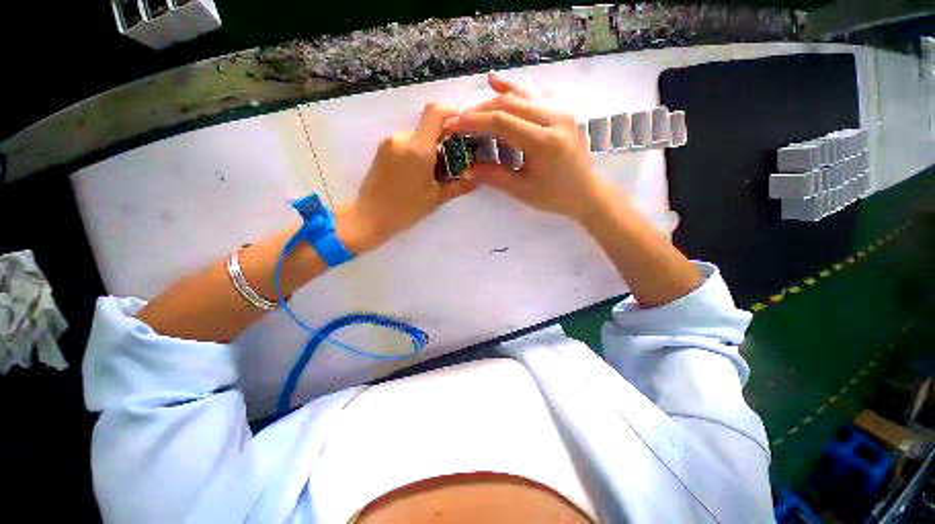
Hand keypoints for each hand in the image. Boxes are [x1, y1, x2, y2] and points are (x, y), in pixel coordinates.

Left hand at [349, 103, 475, 249]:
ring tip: (431, 175)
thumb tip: (477, 178)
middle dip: (442, 142)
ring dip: (428, 150)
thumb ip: (459, 185)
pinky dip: (416, 153)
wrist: (369, 217)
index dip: (451, 113)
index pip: (436, 113)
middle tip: (450, 165)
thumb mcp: (436, 199)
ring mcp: (389, 143)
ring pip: (417, 138)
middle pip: (428, 128)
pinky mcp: (382, 150)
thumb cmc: (405, 209)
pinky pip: (406, 144)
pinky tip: (417, 175)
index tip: (462, 128)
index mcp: (418, 149)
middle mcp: (402, 138)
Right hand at [443, 73, 609, 221]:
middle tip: (459, 119)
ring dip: (495, 98)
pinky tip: (499, 84)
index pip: (501, 122)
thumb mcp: (523, 190)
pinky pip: (534, 97)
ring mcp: (561, 112)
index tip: (452, 125)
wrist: (587, 193)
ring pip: (521, 96)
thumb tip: (466, 170)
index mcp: (544, 141)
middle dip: (480, 110)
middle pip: (509, 104)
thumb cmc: (555, 196)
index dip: (473, 122)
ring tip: (474, 101)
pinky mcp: (562, 113)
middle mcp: (554, 118)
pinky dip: (515, 91)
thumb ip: (494, 176)